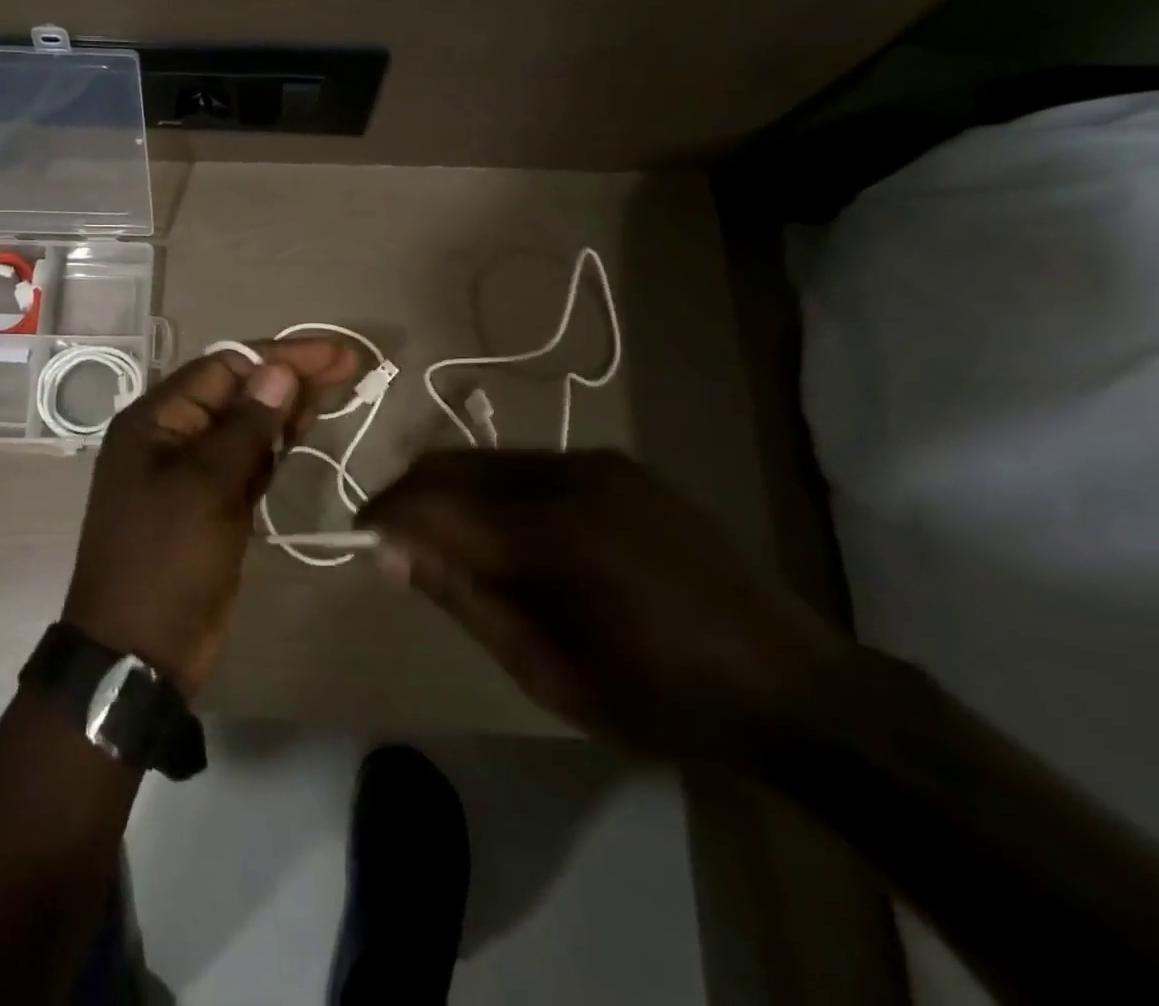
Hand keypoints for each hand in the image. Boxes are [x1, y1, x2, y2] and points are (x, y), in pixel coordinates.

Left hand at [64, 338, 361, 697]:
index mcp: (156, 420)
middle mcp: (172, 435)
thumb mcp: (204, 488)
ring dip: (289, 405)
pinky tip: (306, 427)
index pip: (225, 368)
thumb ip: (246, 427)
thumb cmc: (165, 561)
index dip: (281, 357)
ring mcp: (193, 470)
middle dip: (292, 376)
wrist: (139, 651)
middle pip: (239, 392)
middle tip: (351, 364)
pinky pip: (249, 459)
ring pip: (248, 425)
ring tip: (340, 385)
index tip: (334, 353)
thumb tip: (279, 371)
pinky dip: (277, 443)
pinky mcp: (214, 502)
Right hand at [358, 450, 851, 758]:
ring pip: (487, 458)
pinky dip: (494, 488)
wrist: (798, 686)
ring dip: (451, 490)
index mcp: (550, 534)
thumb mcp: (548, 673)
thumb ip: (464, 598)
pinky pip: (528, 464)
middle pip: (452, 464)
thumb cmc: (662, 698)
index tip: (360, 538)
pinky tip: (507, 530)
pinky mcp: (618, 464)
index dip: (385, 516)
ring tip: (445, 538)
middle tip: (392, 538)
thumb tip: (390, 552)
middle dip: (409, 495)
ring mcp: (597, 462)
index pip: (433, 504)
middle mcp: (567, 476)